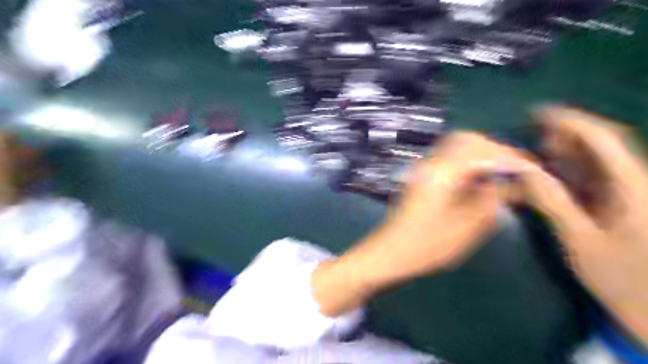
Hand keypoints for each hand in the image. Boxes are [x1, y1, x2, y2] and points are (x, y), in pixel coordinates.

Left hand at [311, 132, 527, 315]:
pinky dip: (467, 163)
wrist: (391, 252)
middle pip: (466, 139)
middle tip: (514, 170)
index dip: (510, 157)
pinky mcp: (421, 177)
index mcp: (443, 171)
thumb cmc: (428, 245)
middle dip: (494, 150)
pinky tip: (477, 181)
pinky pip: (448, 159)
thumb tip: (514, 182)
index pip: (482, 150)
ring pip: (456, 147)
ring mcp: (422, 168)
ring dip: (480, 155)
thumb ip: (492, 199)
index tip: (531, 170)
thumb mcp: (468, 226)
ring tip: (500, 176)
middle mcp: (431, 162)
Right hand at [517, 105, 647, 343]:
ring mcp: (630, 193)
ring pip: (598, 161)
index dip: (570, 121)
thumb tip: (524, 172)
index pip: (603, 140)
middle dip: (565, 135)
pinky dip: (571, 171)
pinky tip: (552, 175)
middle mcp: (636, 183)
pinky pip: (596, 178)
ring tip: (538, 152)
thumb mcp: (580, 241)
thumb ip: (553, 203)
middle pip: (602, 145)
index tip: (537, 112)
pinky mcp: (624, 204)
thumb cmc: (622, 278)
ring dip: (566, 152)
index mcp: (632, 188)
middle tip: (532, 135)